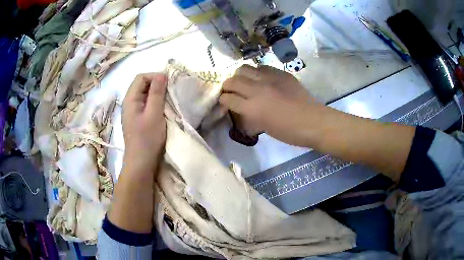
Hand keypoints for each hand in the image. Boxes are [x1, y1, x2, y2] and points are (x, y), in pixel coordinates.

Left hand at [122, 73, 166, 172]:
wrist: (141, 163)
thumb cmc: (147, 139)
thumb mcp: (154, 114)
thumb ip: (156, 93)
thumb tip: (161, 74)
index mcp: (130, 99)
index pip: (141, 77)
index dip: (155, 76)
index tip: (168, 84)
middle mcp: (129, 102)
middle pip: (142, 85)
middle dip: (157, 84)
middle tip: (170, 92)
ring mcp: (133, 111)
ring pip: (145, 95)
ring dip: (157, 94)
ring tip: (168, 100)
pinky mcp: (138, 119)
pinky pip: (146, 104)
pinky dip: (155, 103)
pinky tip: (163, 109)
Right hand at [220, 65, 320, 146]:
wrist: (313, 121)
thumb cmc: (289, 132)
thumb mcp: (264, 128)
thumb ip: (250, 116)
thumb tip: (242, 109)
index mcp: (253, 108)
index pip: (228, 99)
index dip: (223, 100)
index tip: (224, 102)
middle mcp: (257, 90)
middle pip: (233, 81)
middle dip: (227, 86)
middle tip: (231, 91)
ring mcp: (270, 78)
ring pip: (245, 68)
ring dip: (240, 76)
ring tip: (244, 81)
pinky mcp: (281, 73)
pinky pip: (262, 67)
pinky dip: (257, 72)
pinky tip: (261, 79)